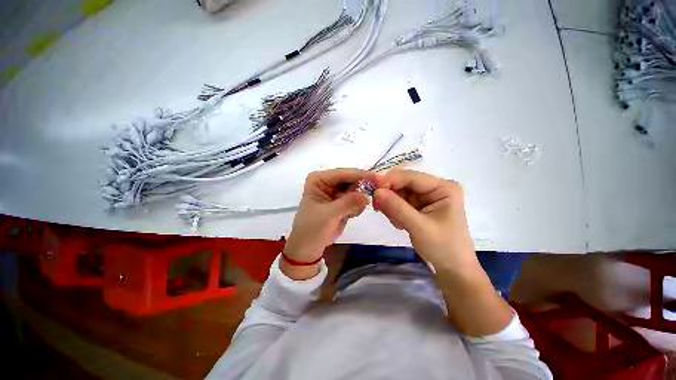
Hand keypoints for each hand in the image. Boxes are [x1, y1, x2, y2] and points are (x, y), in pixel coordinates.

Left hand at [282, 169, 368, 278]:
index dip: (361, 175)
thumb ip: (348, 203)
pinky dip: (357, 207)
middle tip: (370, 199)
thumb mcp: (329, 215)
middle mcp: (327, 181)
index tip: (378, 179)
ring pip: (356, 189)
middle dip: (361, 189)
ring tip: (350, 214)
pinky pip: (356, 199)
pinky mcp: (341, 201)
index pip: (343, 173)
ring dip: (358, 200)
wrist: (309, 247)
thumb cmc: (312, 229)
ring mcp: (335, 191)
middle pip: (351, 179)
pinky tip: (349, 215)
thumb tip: (367, 196)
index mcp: (319, 179)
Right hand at [371, 169, 477, 272]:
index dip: (390, 180)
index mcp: (443, 187)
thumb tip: (376, 191)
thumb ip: (397, 208)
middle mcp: (434, 187)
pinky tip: (399, 223)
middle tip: (378, 208)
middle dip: (389, 194)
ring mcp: (425, 196)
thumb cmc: (443, 248)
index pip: (411, 177)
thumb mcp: (419, 227)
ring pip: (398, 192)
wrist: (452, 269)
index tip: (372, 189)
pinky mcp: (418, 205)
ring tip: (396, 223)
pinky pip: (399, 201)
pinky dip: (394, 210)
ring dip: (391, 204)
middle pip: (403, 182)